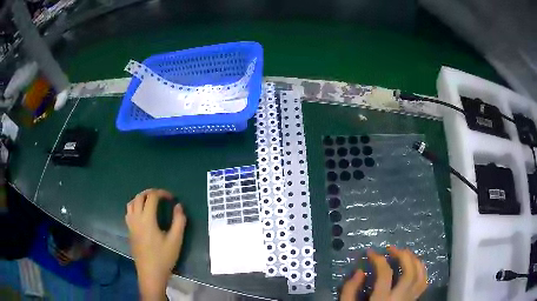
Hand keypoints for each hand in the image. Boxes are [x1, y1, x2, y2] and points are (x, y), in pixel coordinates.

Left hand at [125, 189, 186, 299]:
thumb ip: (179, 221)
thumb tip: (179, 206)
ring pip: (131, 203)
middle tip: (161, 196)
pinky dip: (135, 206)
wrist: (150, 273)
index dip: (162, 193)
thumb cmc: (164, 257)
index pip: (152, 197)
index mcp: (147, 219)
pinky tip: (142, 214)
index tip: (171, 198)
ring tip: (151, 202)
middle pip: (139, 197)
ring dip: (140, 198)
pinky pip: (129, 212)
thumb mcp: (176, 240)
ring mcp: (130, 225)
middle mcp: (136, 219)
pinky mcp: (129, 231)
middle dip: (150, 192)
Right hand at [341, 246, 427, 300]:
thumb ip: (349, 290)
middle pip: (409, 272)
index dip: (378, 259)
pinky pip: (423, 283)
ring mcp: (408, 300)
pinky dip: (422, 270)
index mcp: (382, 300)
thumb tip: (360, 271)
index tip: (370, 252)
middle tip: (391, 248)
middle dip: (402, 256)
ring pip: (420, 276)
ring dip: (415, 260)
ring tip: (405, 253)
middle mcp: (399, 298)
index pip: (385, 274)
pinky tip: (415, 265)